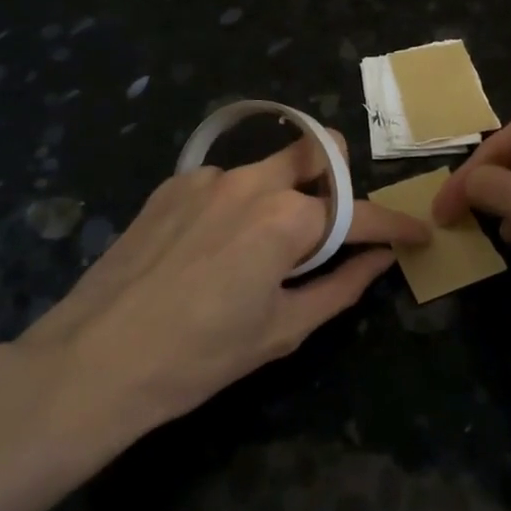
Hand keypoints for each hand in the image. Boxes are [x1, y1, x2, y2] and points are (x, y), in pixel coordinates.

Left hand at [12, 129, 428, 433]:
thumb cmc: (198, 357)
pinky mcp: (172, 183)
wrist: (94, 360)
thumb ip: (340, 287)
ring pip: (269, 165)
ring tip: (263, 246)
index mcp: (286, 220)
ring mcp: (208, 177)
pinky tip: (213, 246)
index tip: (417, 235)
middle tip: (334, 223)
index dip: (395, 225)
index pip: (359, 214)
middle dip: (339, 177)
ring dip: (286, 192)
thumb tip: (378, 260)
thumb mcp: (281, 330)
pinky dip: (238, 203)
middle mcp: (251, 182)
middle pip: (317, 150)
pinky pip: (225, 180)